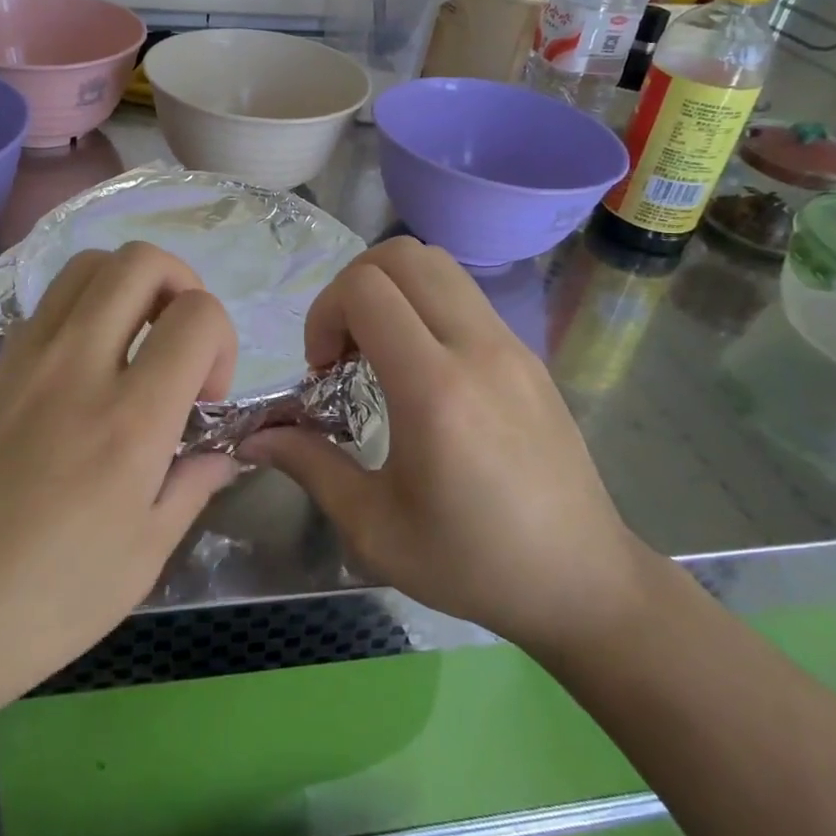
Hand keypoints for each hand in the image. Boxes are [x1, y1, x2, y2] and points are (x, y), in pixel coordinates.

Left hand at [0, 243, 239, 719]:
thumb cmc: (35, 609)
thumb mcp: (138, 562)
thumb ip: (190, 488)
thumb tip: (219, 454)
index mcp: (128, 420)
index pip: (197, 315)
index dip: (221, 339)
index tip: (204, 394)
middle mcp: (74, 368)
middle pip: (138, 262)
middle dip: (178, 282)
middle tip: (176, 339)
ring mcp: (18, 362)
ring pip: (84, 268)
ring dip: (124, 287)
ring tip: (128, 343)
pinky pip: (41, 313)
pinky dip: (75, 321)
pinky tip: (68, 385)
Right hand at [242, 237, 649, 654]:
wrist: (582, 580)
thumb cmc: (473, 563)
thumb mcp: (375, 528)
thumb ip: (310, 466)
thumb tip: (253, 437)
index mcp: (435, 390)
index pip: (367, 290)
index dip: (326, 312)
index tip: (323, 369)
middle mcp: (477, 348)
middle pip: (402, 255)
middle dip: (353, 285)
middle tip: (344, 346)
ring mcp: (510, 343)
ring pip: (437, 263)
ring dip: (391, 287)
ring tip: (379, 348)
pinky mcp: (527, 351)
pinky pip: (464, 293)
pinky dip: (424, 303)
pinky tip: (420, 366)